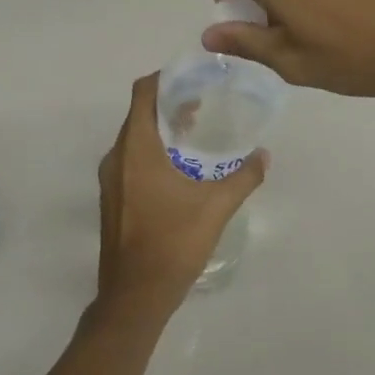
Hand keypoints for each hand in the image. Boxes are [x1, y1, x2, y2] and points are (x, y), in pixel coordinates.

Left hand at [95, 73, 265, 322]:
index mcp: (136, 149)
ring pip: (134, 139)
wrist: (134, 297)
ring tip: (194, 132)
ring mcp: (110, 180)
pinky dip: (152, 152)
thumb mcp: (216, 207)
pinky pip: (130, 160)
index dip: (165, 78)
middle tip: (202, 103)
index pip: (143, 93)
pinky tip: (179, 168)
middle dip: (168, 104)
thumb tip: (265, 155)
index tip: (192, 77)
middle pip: (139, 114)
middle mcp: (116, 157)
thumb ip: (243, 177)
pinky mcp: (113, 199)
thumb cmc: (172, 243)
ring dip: (161, 130)